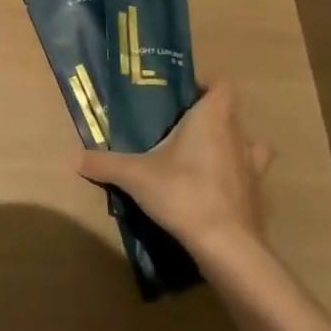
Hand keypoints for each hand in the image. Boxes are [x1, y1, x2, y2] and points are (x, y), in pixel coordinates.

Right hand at [74, 80, 272, 253]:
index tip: (182, 93)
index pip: (222, 85)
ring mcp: (252, 167)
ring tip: (202, 154)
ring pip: (248, 144)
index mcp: (212, 119)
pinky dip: (235, 177)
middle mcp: (237, 136)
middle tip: (177, 125)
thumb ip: (104, 163)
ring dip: (230, 144)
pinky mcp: (256, 195)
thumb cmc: (183, 193)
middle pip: (230, 113)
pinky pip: (248, 176)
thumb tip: (74, 157)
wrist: (226, 245)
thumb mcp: (134, 175)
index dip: (206, 84)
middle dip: (208, 116)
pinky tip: (213, 188)